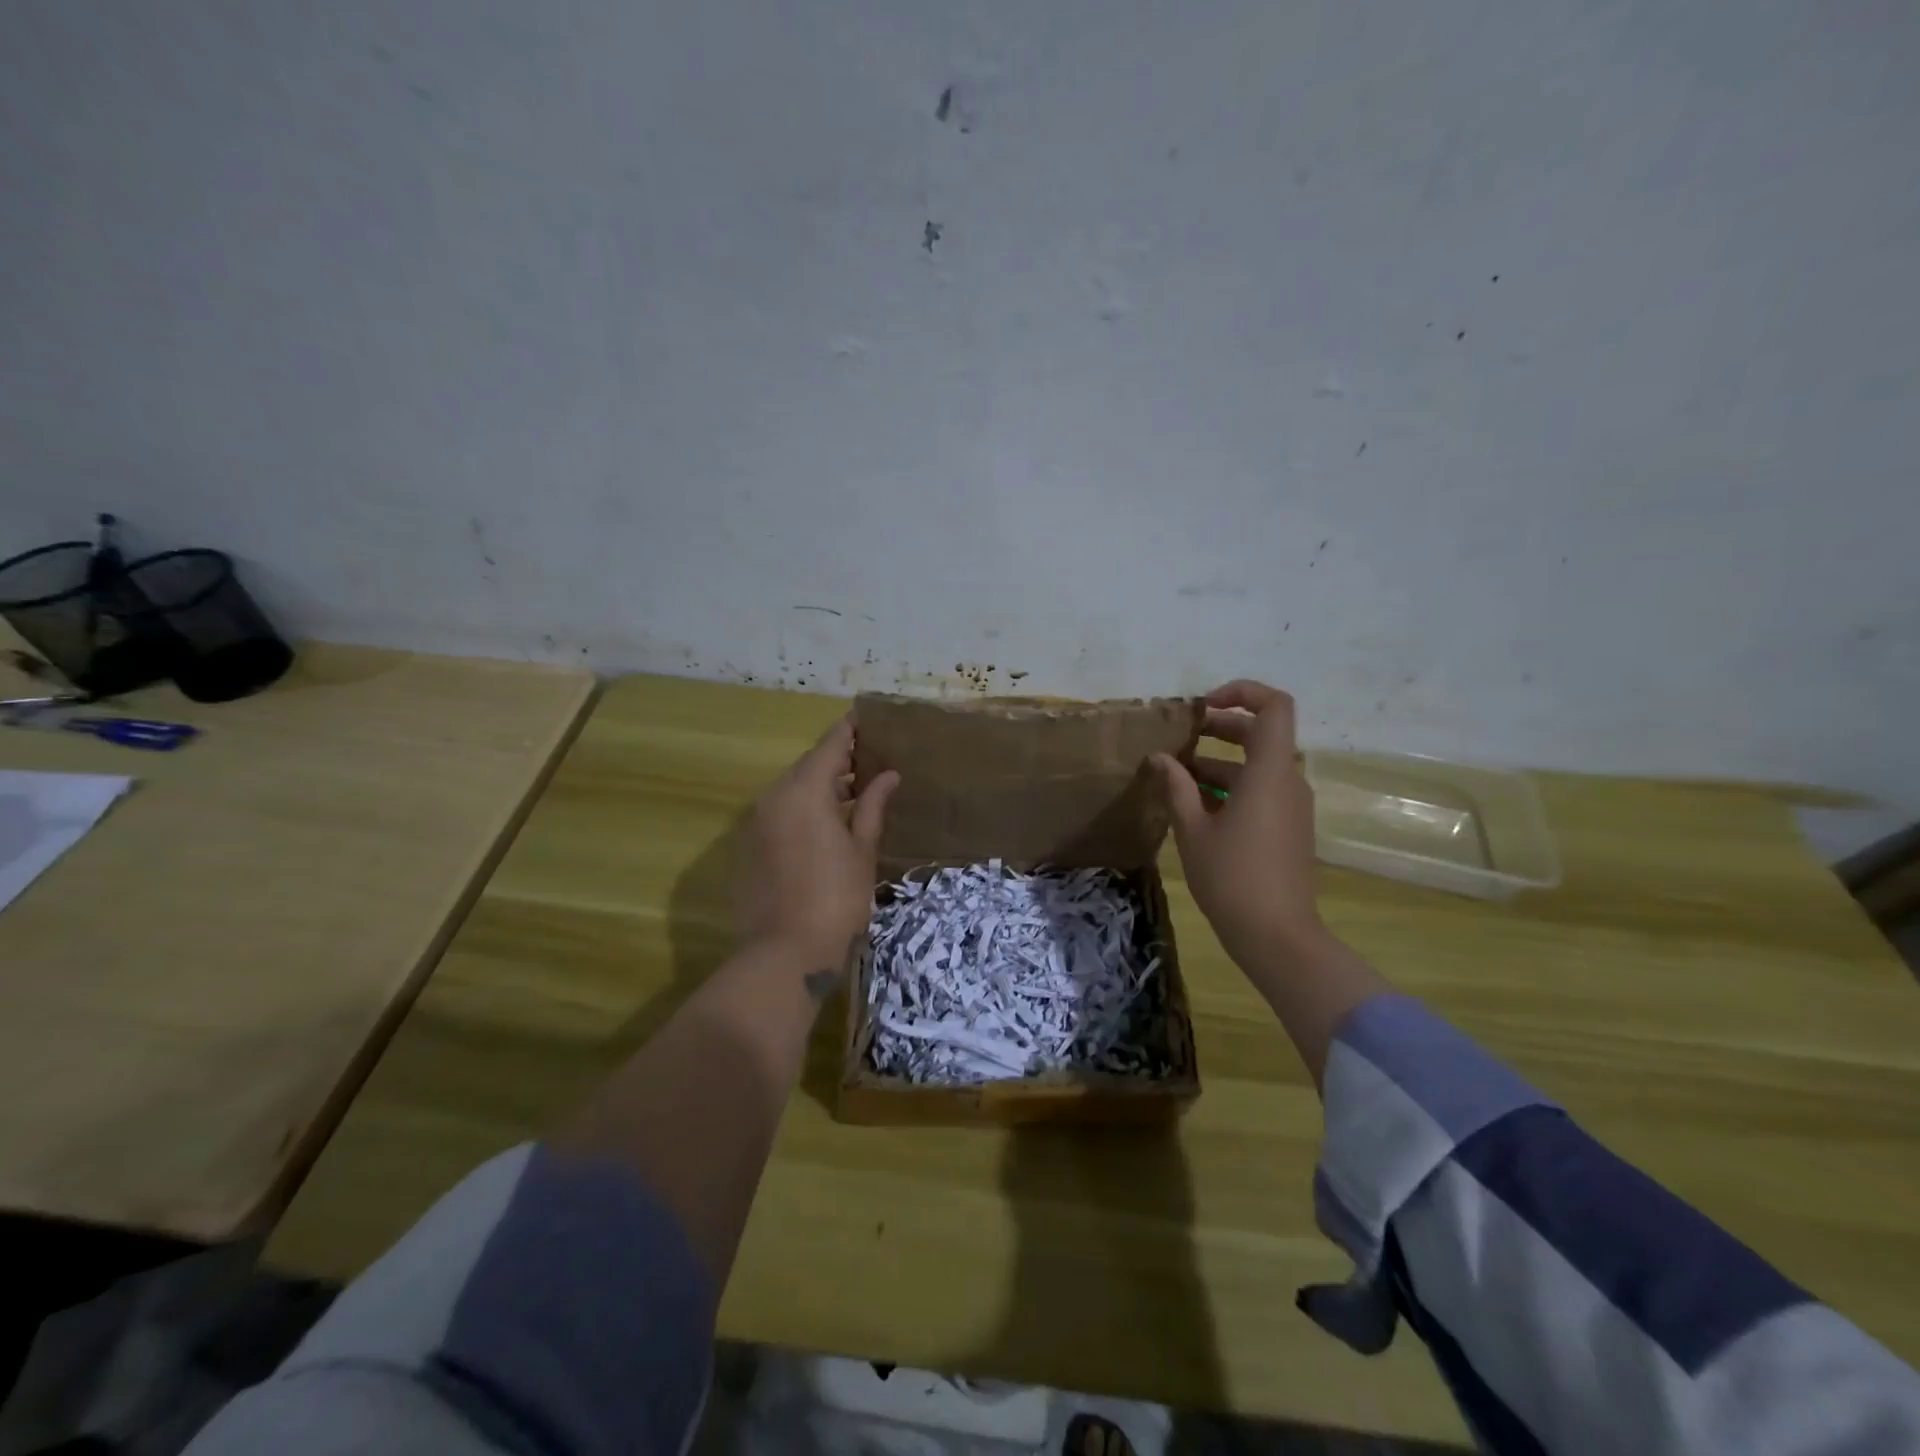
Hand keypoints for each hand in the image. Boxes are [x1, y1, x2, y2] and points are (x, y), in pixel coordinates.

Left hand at [732, 717, 899, 969]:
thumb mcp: (862, 849)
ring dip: (818, 787)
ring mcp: (755, 823)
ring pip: (790, 791)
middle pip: (807, 766)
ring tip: (851, 794)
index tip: (864, 718)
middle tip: (867, 761)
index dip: (848, 730)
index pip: (829, 745)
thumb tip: (888, 775)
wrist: (784, 952)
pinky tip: (823, 827)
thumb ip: (873, 806)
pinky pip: (777, 814)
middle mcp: (773, 797)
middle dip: (836, 761)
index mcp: (805, 790)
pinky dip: (800, 810)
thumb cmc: (836, 898)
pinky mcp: (746, 847)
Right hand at [1152, 680, 1324, 968]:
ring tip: (1176, 775)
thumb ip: (1176, 786)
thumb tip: (1160, 757)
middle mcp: (1288, 780)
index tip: (1203, 706)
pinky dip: (1231, 787)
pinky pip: (1261, 790)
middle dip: (1220, 728)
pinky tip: (1196, 806)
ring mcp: (1292, 805)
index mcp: (1269, 772)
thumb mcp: (1192, 829)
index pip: (1273, 706)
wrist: (1277, 936)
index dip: (1242, 693)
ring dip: (1219, 762)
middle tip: (1180, 737)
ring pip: (1257, 766)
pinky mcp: (1289, 827)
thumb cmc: (1231, 878)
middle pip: (1260, 734)